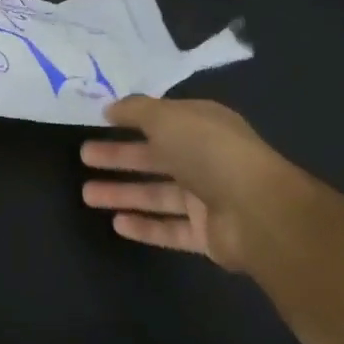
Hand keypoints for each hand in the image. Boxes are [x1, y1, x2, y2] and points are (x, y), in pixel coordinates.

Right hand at [81, 96, 300, 269]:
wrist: (259, 212)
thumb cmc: (209, 152)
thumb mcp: (167, 117)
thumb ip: (136, 110)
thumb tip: (111, 107)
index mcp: (202, 126)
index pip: (162, 119)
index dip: (131, 119)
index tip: (100, 120)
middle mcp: (204, 159)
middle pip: (154, 157)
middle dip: (119, 156)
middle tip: (84, 156)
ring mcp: (207, 199)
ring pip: (157, 194)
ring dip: (123, 192)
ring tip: (87, 194)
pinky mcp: (207, 235)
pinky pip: (169, 229)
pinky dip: (144, 227)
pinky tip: (116, 224)